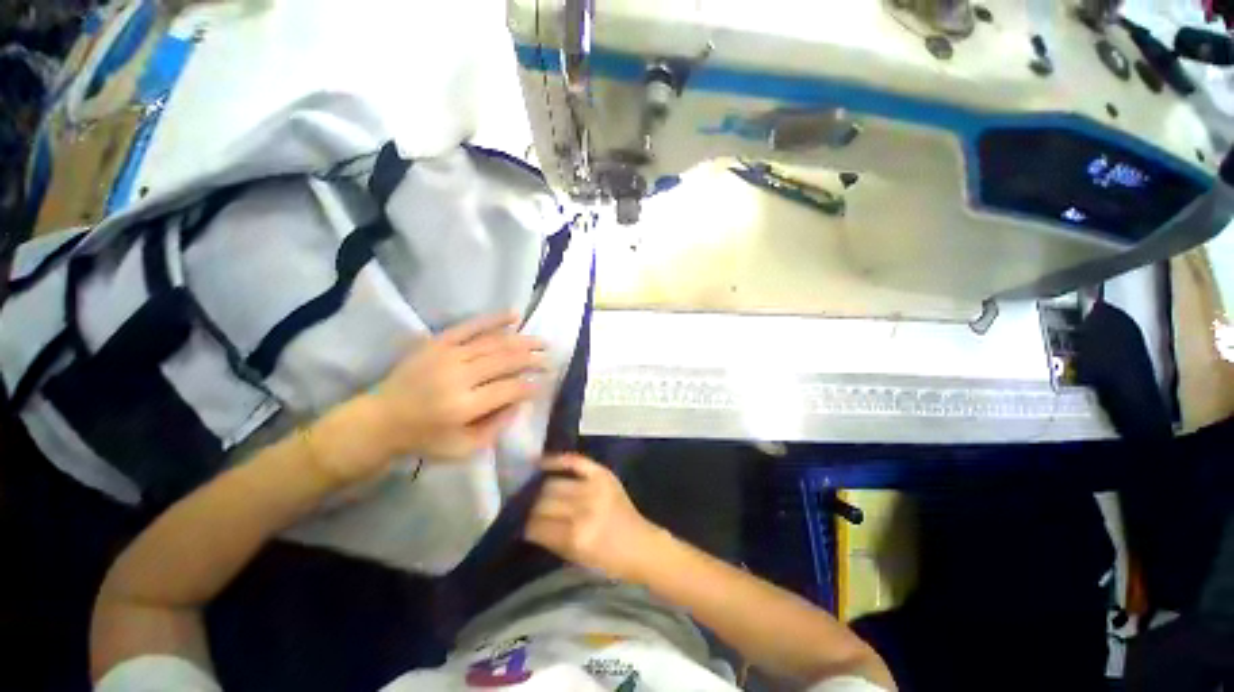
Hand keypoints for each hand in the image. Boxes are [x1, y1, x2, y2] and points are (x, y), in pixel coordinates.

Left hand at [373, 313, 545, 458]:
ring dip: (523, 341)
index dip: (532, 385)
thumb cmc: (425, 439)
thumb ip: (497, 426)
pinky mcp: (437, 343)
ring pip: (494, 342)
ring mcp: (447, 355)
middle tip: (550, 359)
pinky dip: (494, 319)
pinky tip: (515, 314)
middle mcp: (458, 376)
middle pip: (506, 361)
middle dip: (533, 359)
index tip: (546, 382)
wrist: (380, 420)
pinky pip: (470, 326)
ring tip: (542, 342)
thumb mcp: (464, 448)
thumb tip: (520, 401)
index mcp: (464, 406)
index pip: (510, 389)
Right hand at [525, 454, 666, 582]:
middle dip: (530, 506)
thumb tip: (525, 524)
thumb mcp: (576, 559)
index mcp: (577, 537)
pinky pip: (575, 461)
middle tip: (522, 506)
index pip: (538, 525)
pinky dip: (557, 460)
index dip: (525, 524)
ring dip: (540, 488)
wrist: (641, 545)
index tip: (516, 522)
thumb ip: (550, 539)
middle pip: (545, 501)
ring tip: (531, 490)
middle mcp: (584, 509)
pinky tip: (541, 462)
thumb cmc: (608, 560)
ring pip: (554, 483)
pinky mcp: (603, 474)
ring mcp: (595, 488)